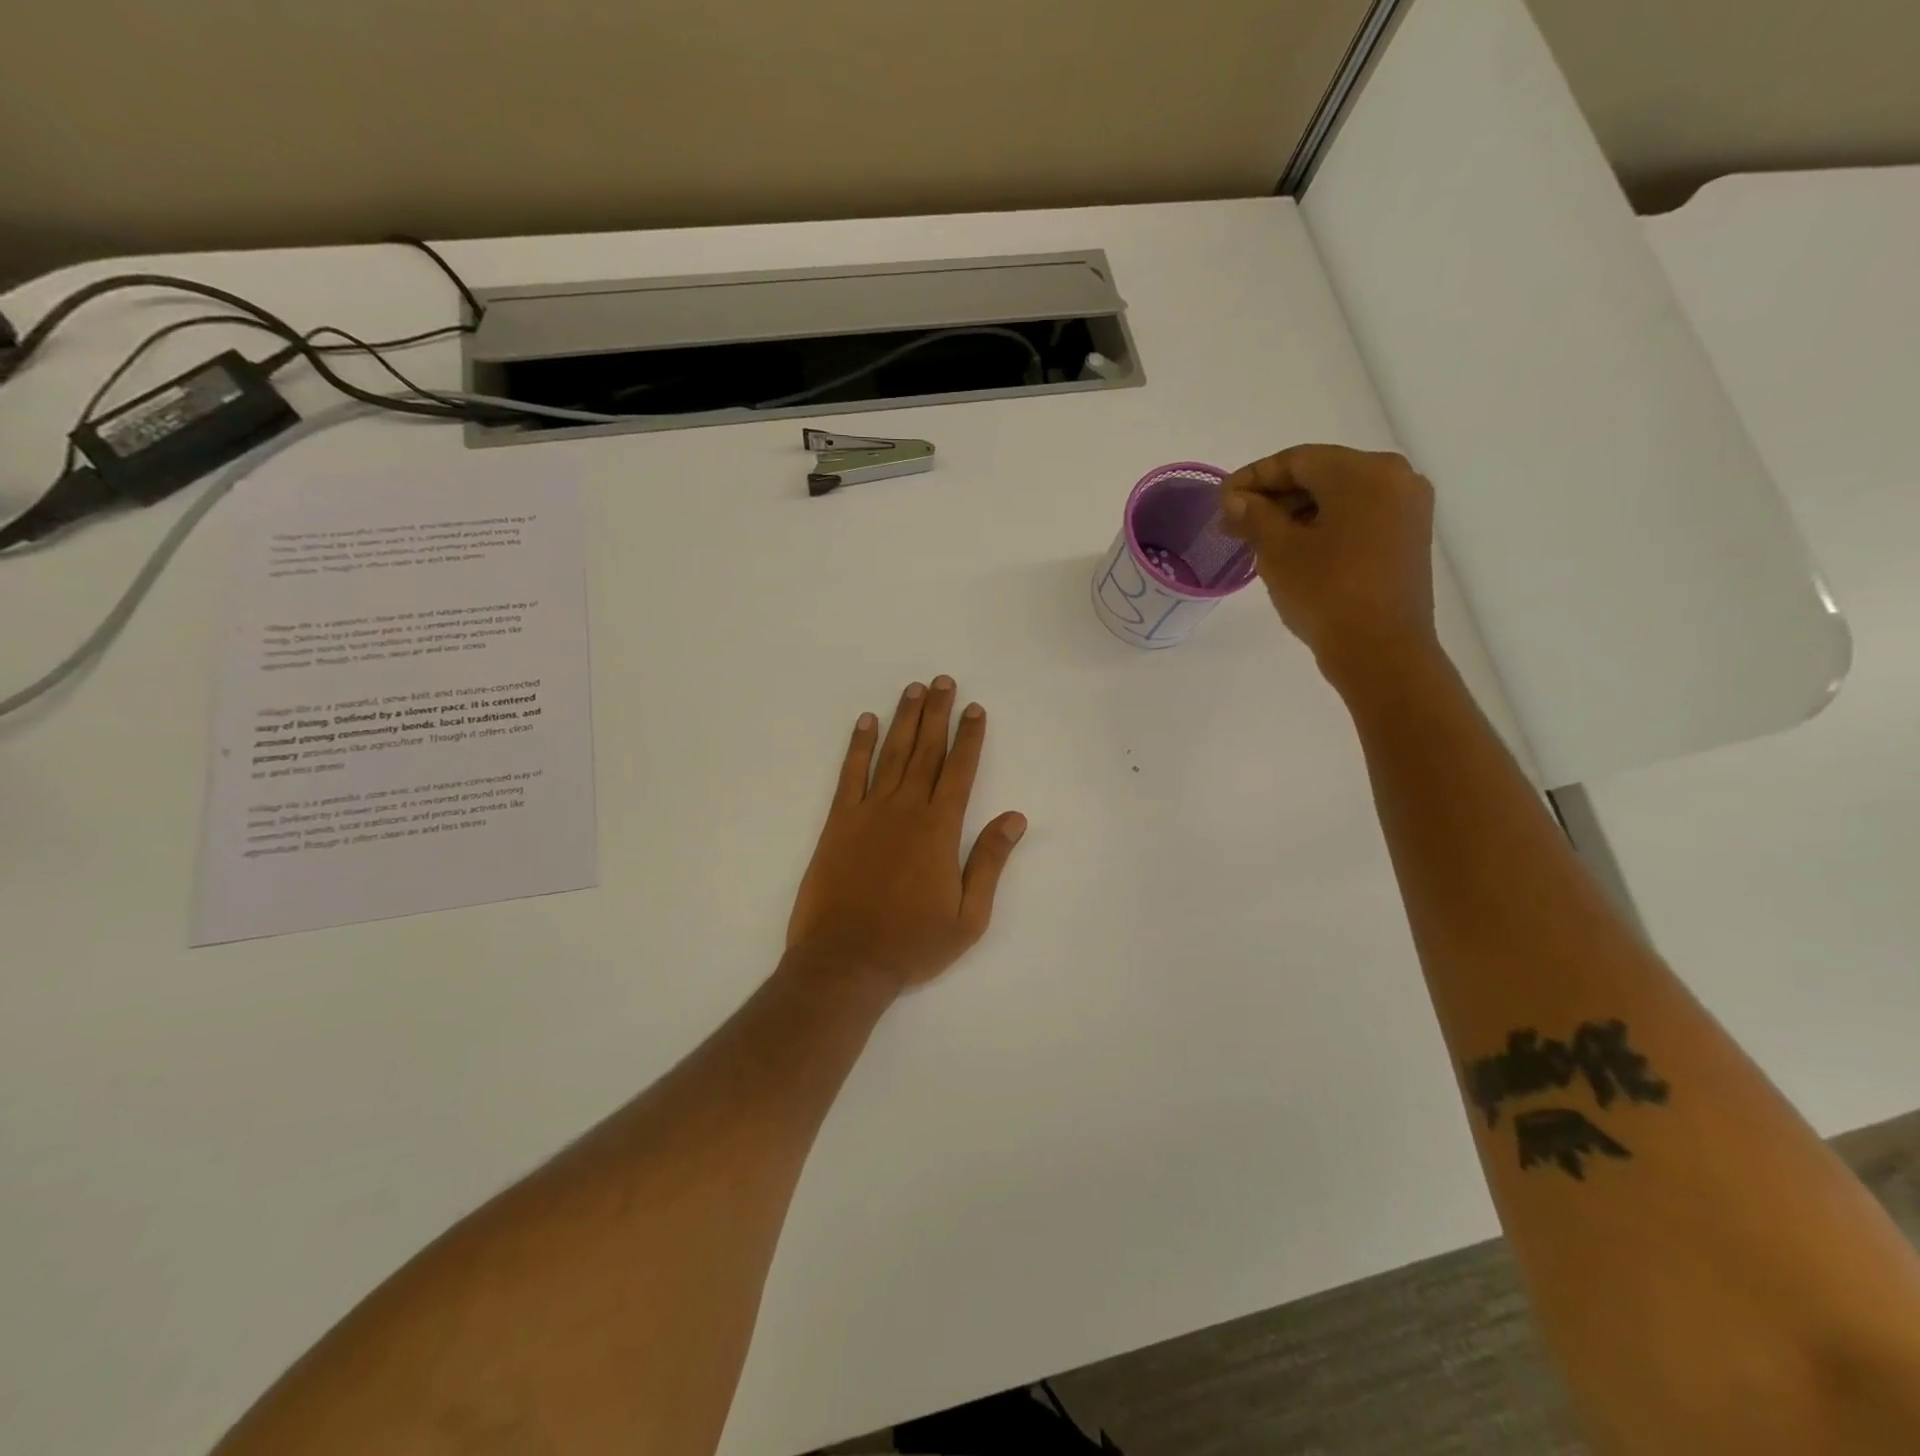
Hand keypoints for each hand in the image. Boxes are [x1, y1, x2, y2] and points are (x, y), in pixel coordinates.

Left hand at [786, 677, 1026, 994]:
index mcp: (939, 829)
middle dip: (937, 714)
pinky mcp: (838, 822)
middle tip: (943, 682)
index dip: (969, 737)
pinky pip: (850, 774)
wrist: (845, 962)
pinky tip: (865, 722)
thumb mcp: (968, 916)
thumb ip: (989, 861)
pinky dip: (858, 746)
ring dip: (904, 719)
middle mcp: (906, 809)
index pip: (960, 770)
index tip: (975, 708)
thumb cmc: (912, 944)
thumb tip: (1015, 817)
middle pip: (926, 751)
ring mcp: (869, 812)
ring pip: (891, 754)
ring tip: (913, 690)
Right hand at [1222, 445, 1439, 693]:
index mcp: (1364, 472)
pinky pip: (1357, 516)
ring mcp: (1407, 508)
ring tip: (1258, 540)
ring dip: (1296, 512)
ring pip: (1339, 496)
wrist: (1381, 651)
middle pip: (1321, 474)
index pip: (1297, 460)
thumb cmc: (1326, 593)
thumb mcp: (1278, 551)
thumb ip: (1254, 515)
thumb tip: (1235, 498)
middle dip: (1274, 496)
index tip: (1221, 500)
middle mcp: (1395, 478)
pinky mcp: (1408, 537)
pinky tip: (1294, 548)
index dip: (1253, 477)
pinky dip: (1323, 525)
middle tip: (1234, 523)